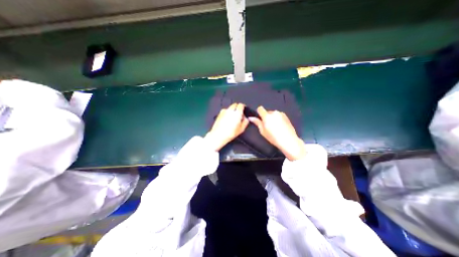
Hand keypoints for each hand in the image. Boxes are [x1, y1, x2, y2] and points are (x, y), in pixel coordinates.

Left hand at [204, 101, 249, 150]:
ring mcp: (224, 111)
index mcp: (237, 113)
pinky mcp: (219, 113)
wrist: (218, 135)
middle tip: (239, 114)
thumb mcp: (241, 129)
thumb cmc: (230, 133)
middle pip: (235, 104)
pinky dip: (227, 112)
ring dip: (232, 110)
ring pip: (230, 107)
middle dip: (237, 108)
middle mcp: (230, 110)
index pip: (241, 105)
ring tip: (232, 117)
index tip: (244, 110)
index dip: (243, 107)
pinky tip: (227, 119)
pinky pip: (225, 110)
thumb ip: (245, 122)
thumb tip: (246, 118)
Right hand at [248, 106, 303, 160]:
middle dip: (266, 117)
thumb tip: (251, 118)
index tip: (259, 119)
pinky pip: (279, 116)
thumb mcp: (263, 131)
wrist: (288, 140)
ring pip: (273, 114)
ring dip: (272, 118)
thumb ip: (257, 123)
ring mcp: (281, 114)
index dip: (258, 113)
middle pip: (267, 112)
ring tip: (275, 127)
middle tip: (267, 126)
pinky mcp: (286, 116)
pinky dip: (278, 119)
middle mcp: (274, 113)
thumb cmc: (273, 137)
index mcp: (267, 116)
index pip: (260, 108)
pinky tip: (280, 127)